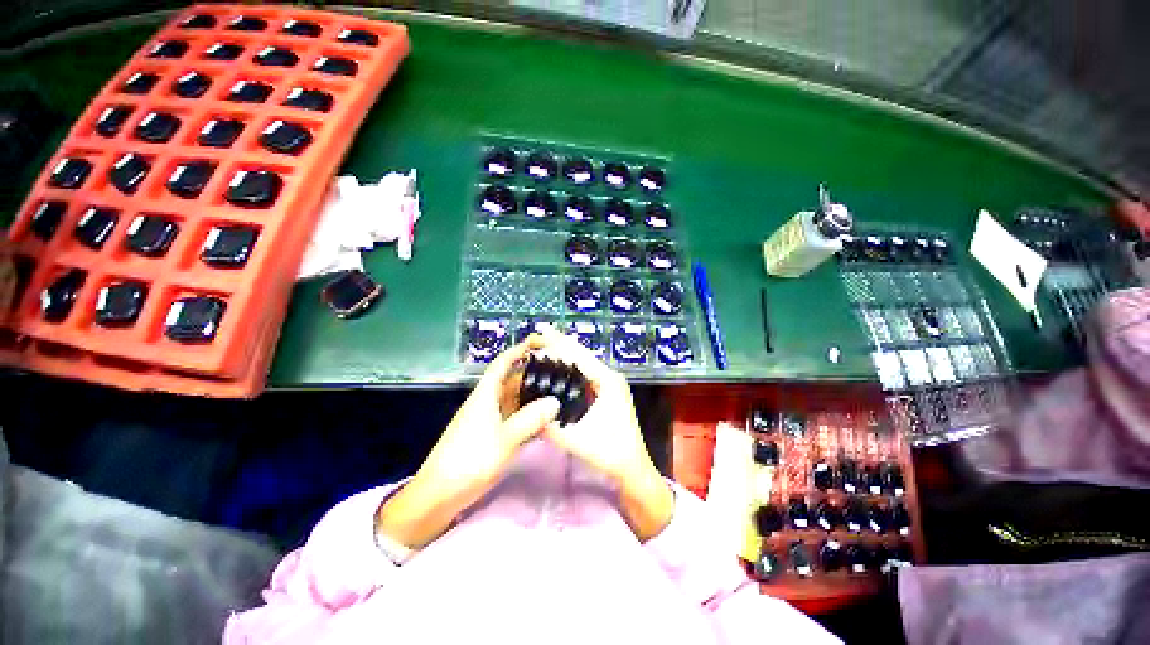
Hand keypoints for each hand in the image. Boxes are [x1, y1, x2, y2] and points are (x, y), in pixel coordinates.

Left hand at [376, 336, 559, 548]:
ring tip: (561, 392)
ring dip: (535, 395)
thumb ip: (530, 419)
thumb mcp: (503, 439)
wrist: (439, 495)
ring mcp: (491, 418)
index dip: (521, 349)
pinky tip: (547, 419)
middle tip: (562, 371)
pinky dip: (531, 415)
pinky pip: (516, 417)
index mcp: (486, 393)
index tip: (542, 342)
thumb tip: (555, 401)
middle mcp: (489, 401)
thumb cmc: (469, 460)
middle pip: (514, 379)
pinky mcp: (493, 435)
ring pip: (517, 399)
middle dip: (535, 372)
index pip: (504, 362)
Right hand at [535, 328, 673, 540]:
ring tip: (546, 340)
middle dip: (561, 341)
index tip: (540, 333)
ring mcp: (610, 383)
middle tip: (540, 330)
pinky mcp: (607, 391)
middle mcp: (610, 377)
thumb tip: (526, 414)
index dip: (559, 344)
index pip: (579, 357)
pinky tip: (560, 362)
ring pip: (585, 361)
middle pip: (582, 354)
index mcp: (608, 382)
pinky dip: (572, 363)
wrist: (633, 467)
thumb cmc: (611, 453)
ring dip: (566, 350)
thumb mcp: (577, 440)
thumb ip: (551, 428)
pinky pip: (587, 371)